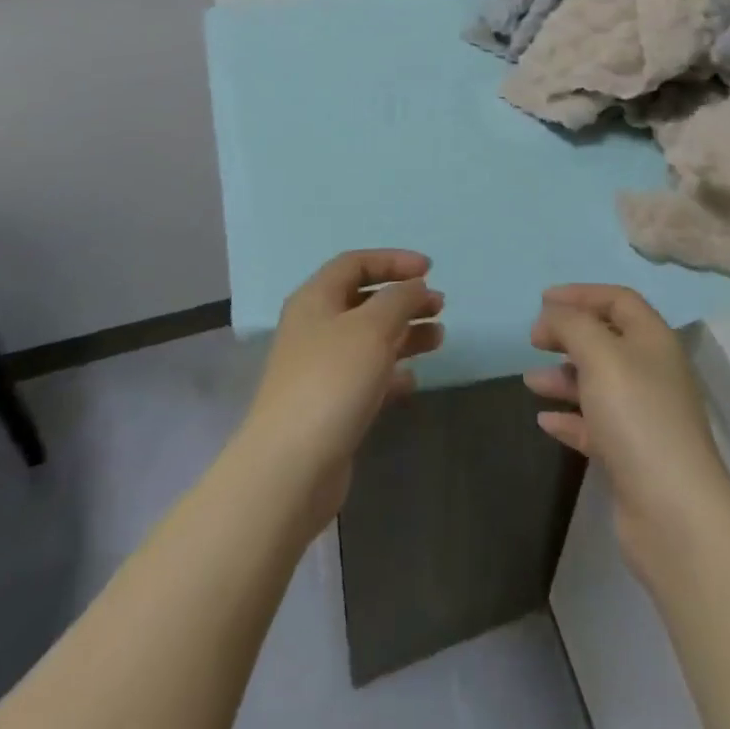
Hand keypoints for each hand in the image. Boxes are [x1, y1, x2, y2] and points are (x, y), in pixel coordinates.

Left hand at [237, 250, 443, 532]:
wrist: (290, 469)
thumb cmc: (332, 381)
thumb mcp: (372, 327)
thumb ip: (399, 299)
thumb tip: (415, 287)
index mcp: (316, 299)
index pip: (355, 263)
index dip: (393, 261)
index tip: (429, 270)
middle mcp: (315, 328)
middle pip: (364, 301)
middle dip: (404, 299)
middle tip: (439, 306)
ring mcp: (320, 369)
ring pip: (369, 339)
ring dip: (405, 333)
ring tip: (439, 339)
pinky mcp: (330, 407)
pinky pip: (366, 377)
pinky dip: (392, 373)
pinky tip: (413, 380)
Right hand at [524, 284, 729, 579]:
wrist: (674, 513)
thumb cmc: (637, 417)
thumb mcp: (600, 355)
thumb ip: (572, 325)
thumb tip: (552, 316)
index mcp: (653, 340)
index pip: (618, 300)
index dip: (581, 294)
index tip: (542, 301)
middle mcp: (652, 372)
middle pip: (606, 339)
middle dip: (568, 335)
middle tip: (534, 340)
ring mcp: (644, 416)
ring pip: (598, 383)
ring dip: (564, 377)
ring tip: (531, 382)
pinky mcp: (632, 455)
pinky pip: (595, 425)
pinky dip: (570, 418)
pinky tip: (545, 421)